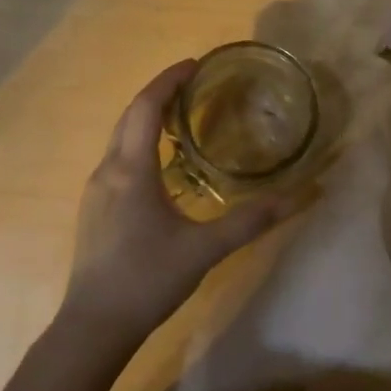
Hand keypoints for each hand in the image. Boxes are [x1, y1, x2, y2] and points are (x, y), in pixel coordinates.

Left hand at [60, 61, 308, 347]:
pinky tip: (161, 163)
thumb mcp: (204, 250)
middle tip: (193, 83)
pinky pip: (117, 158)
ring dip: (147, 117)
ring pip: (120, 137)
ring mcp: (95, 189)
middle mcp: (107, 170)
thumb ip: (249, 221)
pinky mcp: (94, 208)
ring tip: (182, 116)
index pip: (146, 107)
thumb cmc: (147, 279)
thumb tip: (296, 197)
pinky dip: (139, 142)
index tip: (195, 64)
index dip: (168, 80)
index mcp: (131, 169)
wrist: (94, 325)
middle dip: (159, 92)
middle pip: (130, 115)